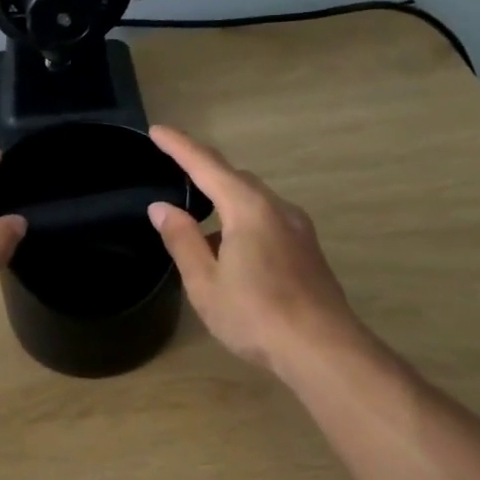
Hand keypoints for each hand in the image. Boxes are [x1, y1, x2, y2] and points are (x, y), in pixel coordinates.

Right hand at [147, 126, 371, 378]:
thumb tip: (162, 208)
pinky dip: (242, 222)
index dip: (179, 146)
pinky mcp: (307, 249)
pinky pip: (267, 220)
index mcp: (248, 209)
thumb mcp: (205, 282)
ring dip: (223, 202)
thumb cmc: (255, 315)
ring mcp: (298, 228)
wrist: (322, 348)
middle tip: (174, 173)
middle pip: (235, 178)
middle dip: (203, 172)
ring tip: (197, 227)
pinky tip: (231, 253)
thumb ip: (182, 240)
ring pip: (253, 200)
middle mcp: (277, 208)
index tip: (157, 131)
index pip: (206, 165)